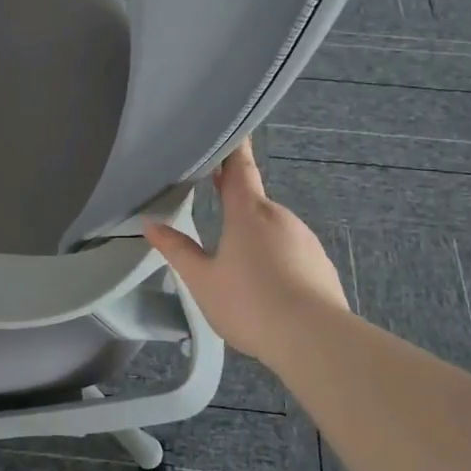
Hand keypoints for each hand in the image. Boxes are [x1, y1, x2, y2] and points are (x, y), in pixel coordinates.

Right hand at [143, 140, 347, 365]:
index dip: (233, 149)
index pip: (240, 168)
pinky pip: (290, 250)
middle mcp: (279, 216)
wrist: (315, 339)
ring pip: (272, 227)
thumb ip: (177, 250)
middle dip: (235, 199)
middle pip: (254, 199)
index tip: (231, 131)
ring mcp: (304, 239)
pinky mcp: (320, 263)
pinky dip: (275, 256)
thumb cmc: (250, 303)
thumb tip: (150, 224)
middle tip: (212, 198)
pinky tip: (266, 283)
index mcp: (248, 212)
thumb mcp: (202, 280)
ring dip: (254, 233)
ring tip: (236, 260)